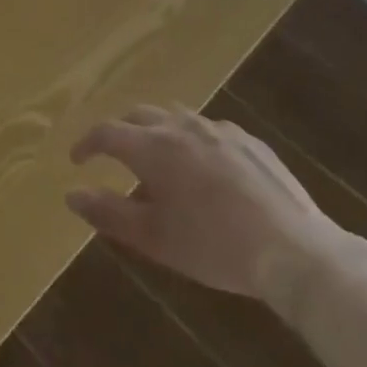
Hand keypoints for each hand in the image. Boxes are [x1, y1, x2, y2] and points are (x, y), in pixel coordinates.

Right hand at [65, 106, 346, 302]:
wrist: (295, 251)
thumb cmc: (214, 246)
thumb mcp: (154, 238)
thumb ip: (108, 213)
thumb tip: (71, 195)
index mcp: (152, 147)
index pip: (106, 132)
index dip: (86, 144)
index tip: (77, 161)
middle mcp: (181, 127)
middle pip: (139, 116)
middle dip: (120, 132)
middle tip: (114, 156)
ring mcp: (219, 130)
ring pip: (175, 117)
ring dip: (157, 131)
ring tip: (159, 159)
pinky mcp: (250, 141)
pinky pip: (210, 129)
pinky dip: (194, 140)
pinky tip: (205, 168)